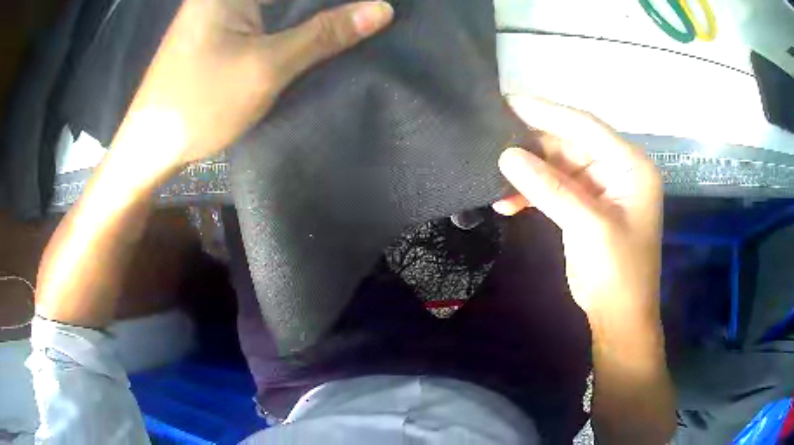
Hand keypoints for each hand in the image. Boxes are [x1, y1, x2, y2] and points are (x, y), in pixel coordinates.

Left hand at [111, 0, 393, 176]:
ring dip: (311, 10)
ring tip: (348, 20)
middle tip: (365, 13)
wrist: (150, 146)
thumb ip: (324, 34)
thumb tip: (382, 9)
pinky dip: (292, 19)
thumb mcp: (267, 66)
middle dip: (323, 4)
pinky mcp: (219, 30)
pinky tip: (316, 29)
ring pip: (279, 2)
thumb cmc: (200, 104)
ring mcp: (219, 10)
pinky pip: (266, 13)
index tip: (369, 6)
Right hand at [494, 96, 662, 325]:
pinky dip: (531, 193)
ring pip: (557, 166)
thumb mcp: (589, 228)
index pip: (586, 127)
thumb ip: (551, 189)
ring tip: (493, 176)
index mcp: (630, 166)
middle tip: (491, 137)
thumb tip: (507, 156)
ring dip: (528, 173)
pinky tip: (507, 203)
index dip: (547, 112)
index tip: (507, 102)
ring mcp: (599, 187)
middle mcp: (616, 169)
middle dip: (532, 145)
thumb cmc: (618, 274)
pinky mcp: (583, 205)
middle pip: (569, 143)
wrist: (619, 317)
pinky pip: (554, 188)